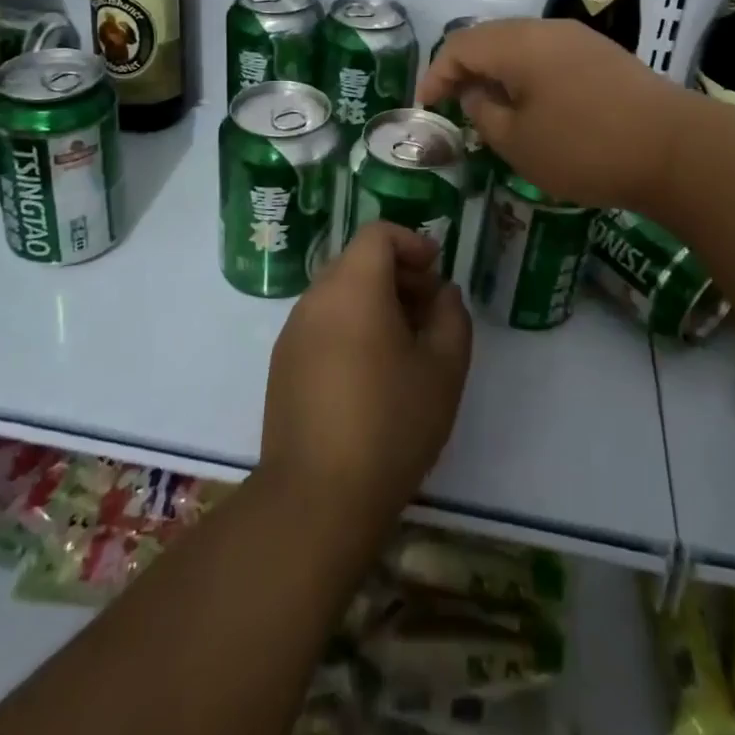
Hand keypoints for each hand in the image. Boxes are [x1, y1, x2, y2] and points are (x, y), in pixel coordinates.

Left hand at [260, 221, 471, 534]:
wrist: (316, 500)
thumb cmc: (390, 425)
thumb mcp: (444, 369)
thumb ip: (452, 317)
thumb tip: (442, 294)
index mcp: (353, 288)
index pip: (378, 234)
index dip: (412, 242)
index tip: (436, 272)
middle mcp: (316, 299)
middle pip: (358, 261)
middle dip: (398, 274)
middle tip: (430, 310)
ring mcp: (293, 332)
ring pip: (339, 292)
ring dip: (375, 301)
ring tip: (406, 344)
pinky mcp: (283, 365)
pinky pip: (322, 322)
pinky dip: (351, 325)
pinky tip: (373, 372)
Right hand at [417, 18, 687, 210]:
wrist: (675, 148)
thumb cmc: (585, 147)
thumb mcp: (518, 142)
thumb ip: (484, 113)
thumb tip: (475, 93)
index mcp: (518, 43)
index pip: (459, 45)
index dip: (435, 74)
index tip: (426, 107)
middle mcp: (546, 29)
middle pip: (490, 37)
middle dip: (465, 69)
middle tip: (454, 104)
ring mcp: (579, 38)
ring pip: (521, 45)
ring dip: (498, 72)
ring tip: (491, 108)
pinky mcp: (603, 55)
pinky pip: (548, 55)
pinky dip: (527, 75)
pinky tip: (534, 106)